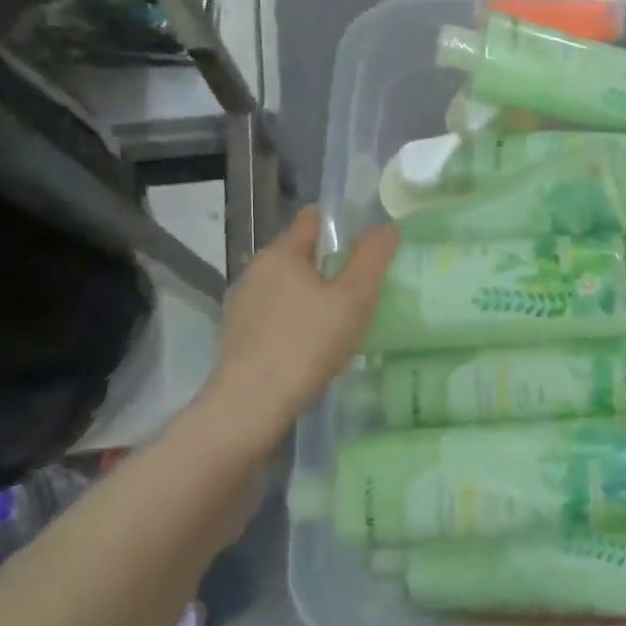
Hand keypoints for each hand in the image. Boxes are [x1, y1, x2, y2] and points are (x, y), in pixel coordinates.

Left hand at [200, 207, 399, 451]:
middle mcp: (256, 270)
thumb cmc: (308, 344)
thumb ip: (372, 258)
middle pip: (301, 255)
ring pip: (288, 288)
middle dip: (331, 267)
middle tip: (363, 292)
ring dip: (313, 298)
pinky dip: (296, 323)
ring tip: (342, 324)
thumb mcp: (354, 298)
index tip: (368, 250)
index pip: (314, 220)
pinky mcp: (238, 336)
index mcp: (282, 253)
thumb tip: (387, 227)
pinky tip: (313, 350)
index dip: (343, 227)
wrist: (250, 405)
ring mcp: (243, 304)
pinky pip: (276, 316)